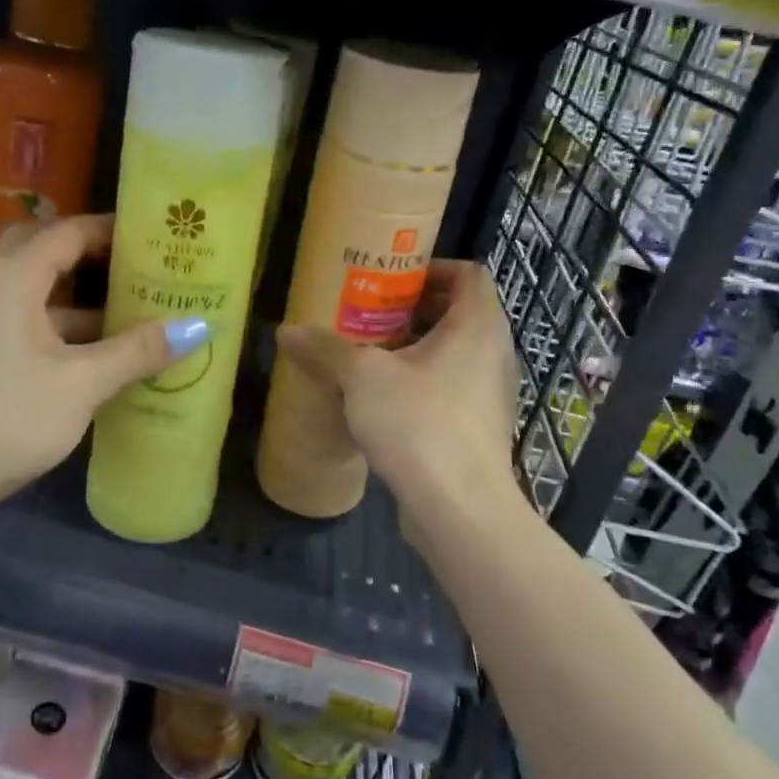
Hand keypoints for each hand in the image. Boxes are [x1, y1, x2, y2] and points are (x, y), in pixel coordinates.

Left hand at [0, 215, 211, 521]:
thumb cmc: (2, 419)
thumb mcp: (79, 385)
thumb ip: (135, 352)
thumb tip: (197, 326)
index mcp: (12, 279)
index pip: (67, 231)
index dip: (111, 229)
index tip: (155, 236)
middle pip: (45, 251)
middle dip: (91, 254)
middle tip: (139, 266)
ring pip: (37, 292)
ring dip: (80, 297)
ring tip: (134, 311)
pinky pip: (28, 323)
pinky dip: (63, 328)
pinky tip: (98, 356)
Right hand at [277, 260, 519, 523]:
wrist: (461, 510)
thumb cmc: (419, 424)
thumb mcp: (362, 378)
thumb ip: (325, 349)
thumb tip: (285, 331)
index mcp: (477, 326)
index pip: (468, 274)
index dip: (432, 268)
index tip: (392, 280)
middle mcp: (493, 354)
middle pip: (459, 313)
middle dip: (413, 310)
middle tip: (369, 314)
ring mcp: (490, 394)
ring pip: (454, 354)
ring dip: (414, 349)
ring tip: (369, 356)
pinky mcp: (479, 428)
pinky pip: (451, 388)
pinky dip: (421, 383)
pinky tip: (381, 401)